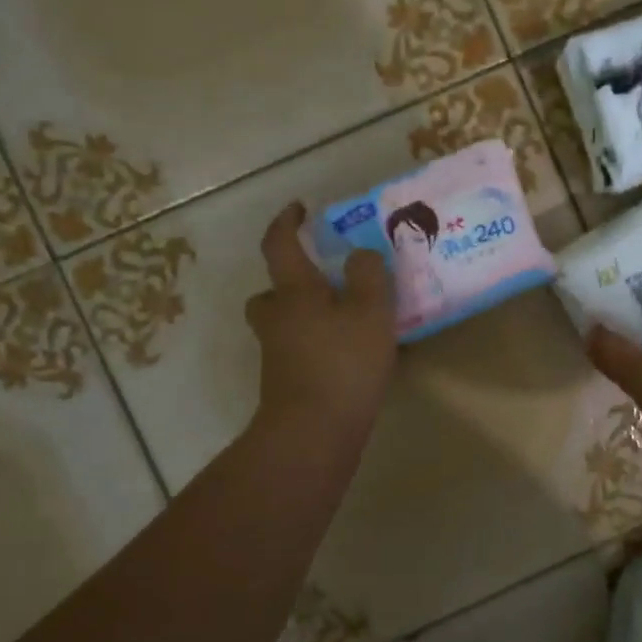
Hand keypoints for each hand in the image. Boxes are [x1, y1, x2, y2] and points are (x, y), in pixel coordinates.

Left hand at [245, 202, 397, 443]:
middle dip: (289, 282)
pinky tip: (351, 357)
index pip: (279, 245)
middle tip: (322, 282)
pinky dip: (317, 347)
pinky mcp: (287, 384)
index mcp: (295, 292)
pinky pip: (299, 352)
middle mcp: (278, 319)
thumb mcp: (370, 310)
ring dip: (305, 317)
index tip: (299, 208)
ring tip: (346, 321)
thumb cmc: (343, 363)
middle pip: (270, 292)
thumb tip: (359, 256)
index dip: (286, 222)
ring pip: (284, 324)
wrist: (313, 433)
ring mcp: (278, 355)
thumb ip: (368, 275)